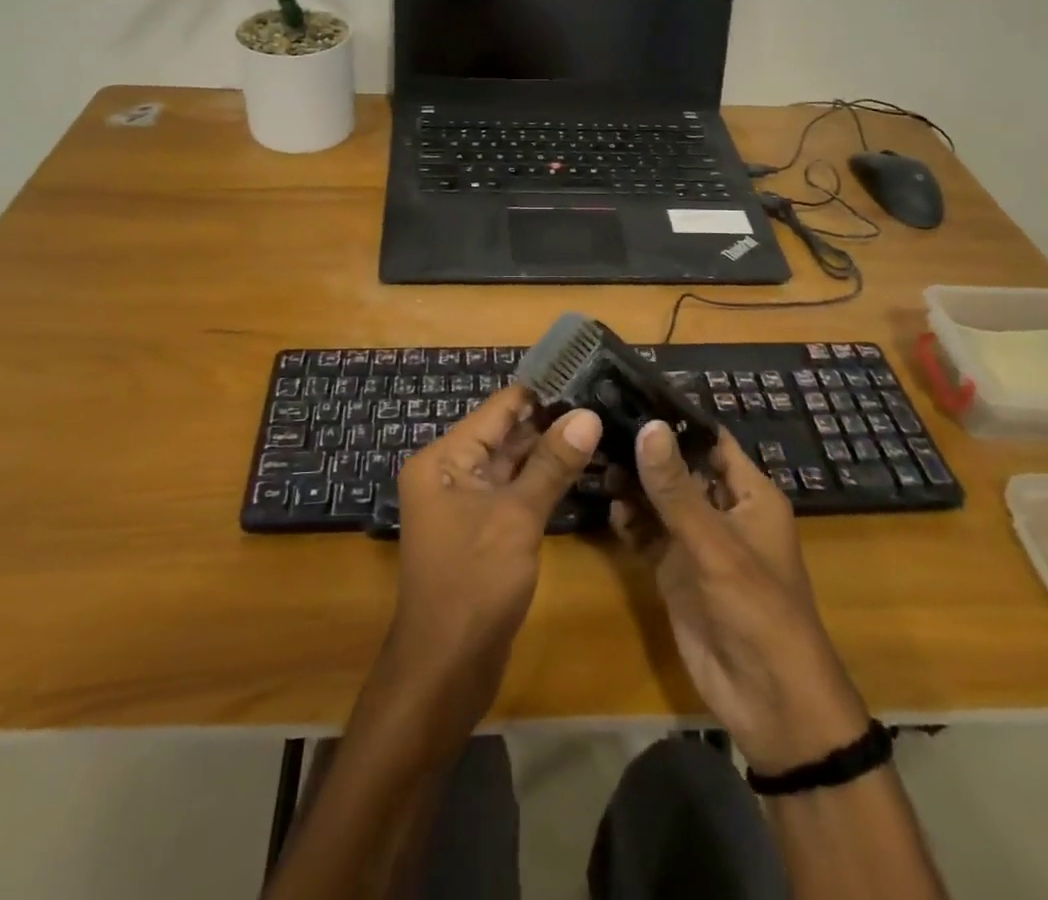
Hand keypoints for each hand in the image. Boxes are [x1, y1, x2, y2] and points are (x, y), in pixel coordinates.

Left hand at [388, 385, 601, 714]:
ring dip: (549, 451)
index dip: (542, 393)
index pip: (498, 408)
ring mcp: (464, 502)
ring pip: (512, 464)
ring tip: (601, 427)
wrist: (445, 670)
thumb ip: (552, 464)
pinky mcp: (480, 529)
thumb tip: (587, 415)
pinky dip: (541, 481)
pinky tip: (580, 469)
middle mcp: (449, 472)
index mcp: (444, 458)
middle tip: (603, 402)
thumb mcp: (517, 518)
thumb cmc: (474, 584)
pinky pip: (513, 492)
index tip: (587, 377)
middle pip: (504, 434)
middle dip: (551, 422)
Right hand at [613, 421, 869, 772]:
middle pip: (678, 466)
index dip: (675, 416)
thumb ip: (676, 489)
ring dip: (631, 483)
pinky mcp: (674, 569)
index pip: (709, 439)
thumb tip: (647, 425)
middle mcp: (721, 509)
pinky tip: (607, 508)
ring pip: (658, 498)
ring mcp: (695, 540)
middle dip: (643, 448)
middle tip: (597, 421)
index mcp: (749, 493)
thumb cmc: (757, 608)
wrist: (770, 702)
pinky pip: (647, 533)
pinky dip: (628, 520)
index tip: (630, 390)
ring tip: (594, 458)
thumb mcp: (715, 544)